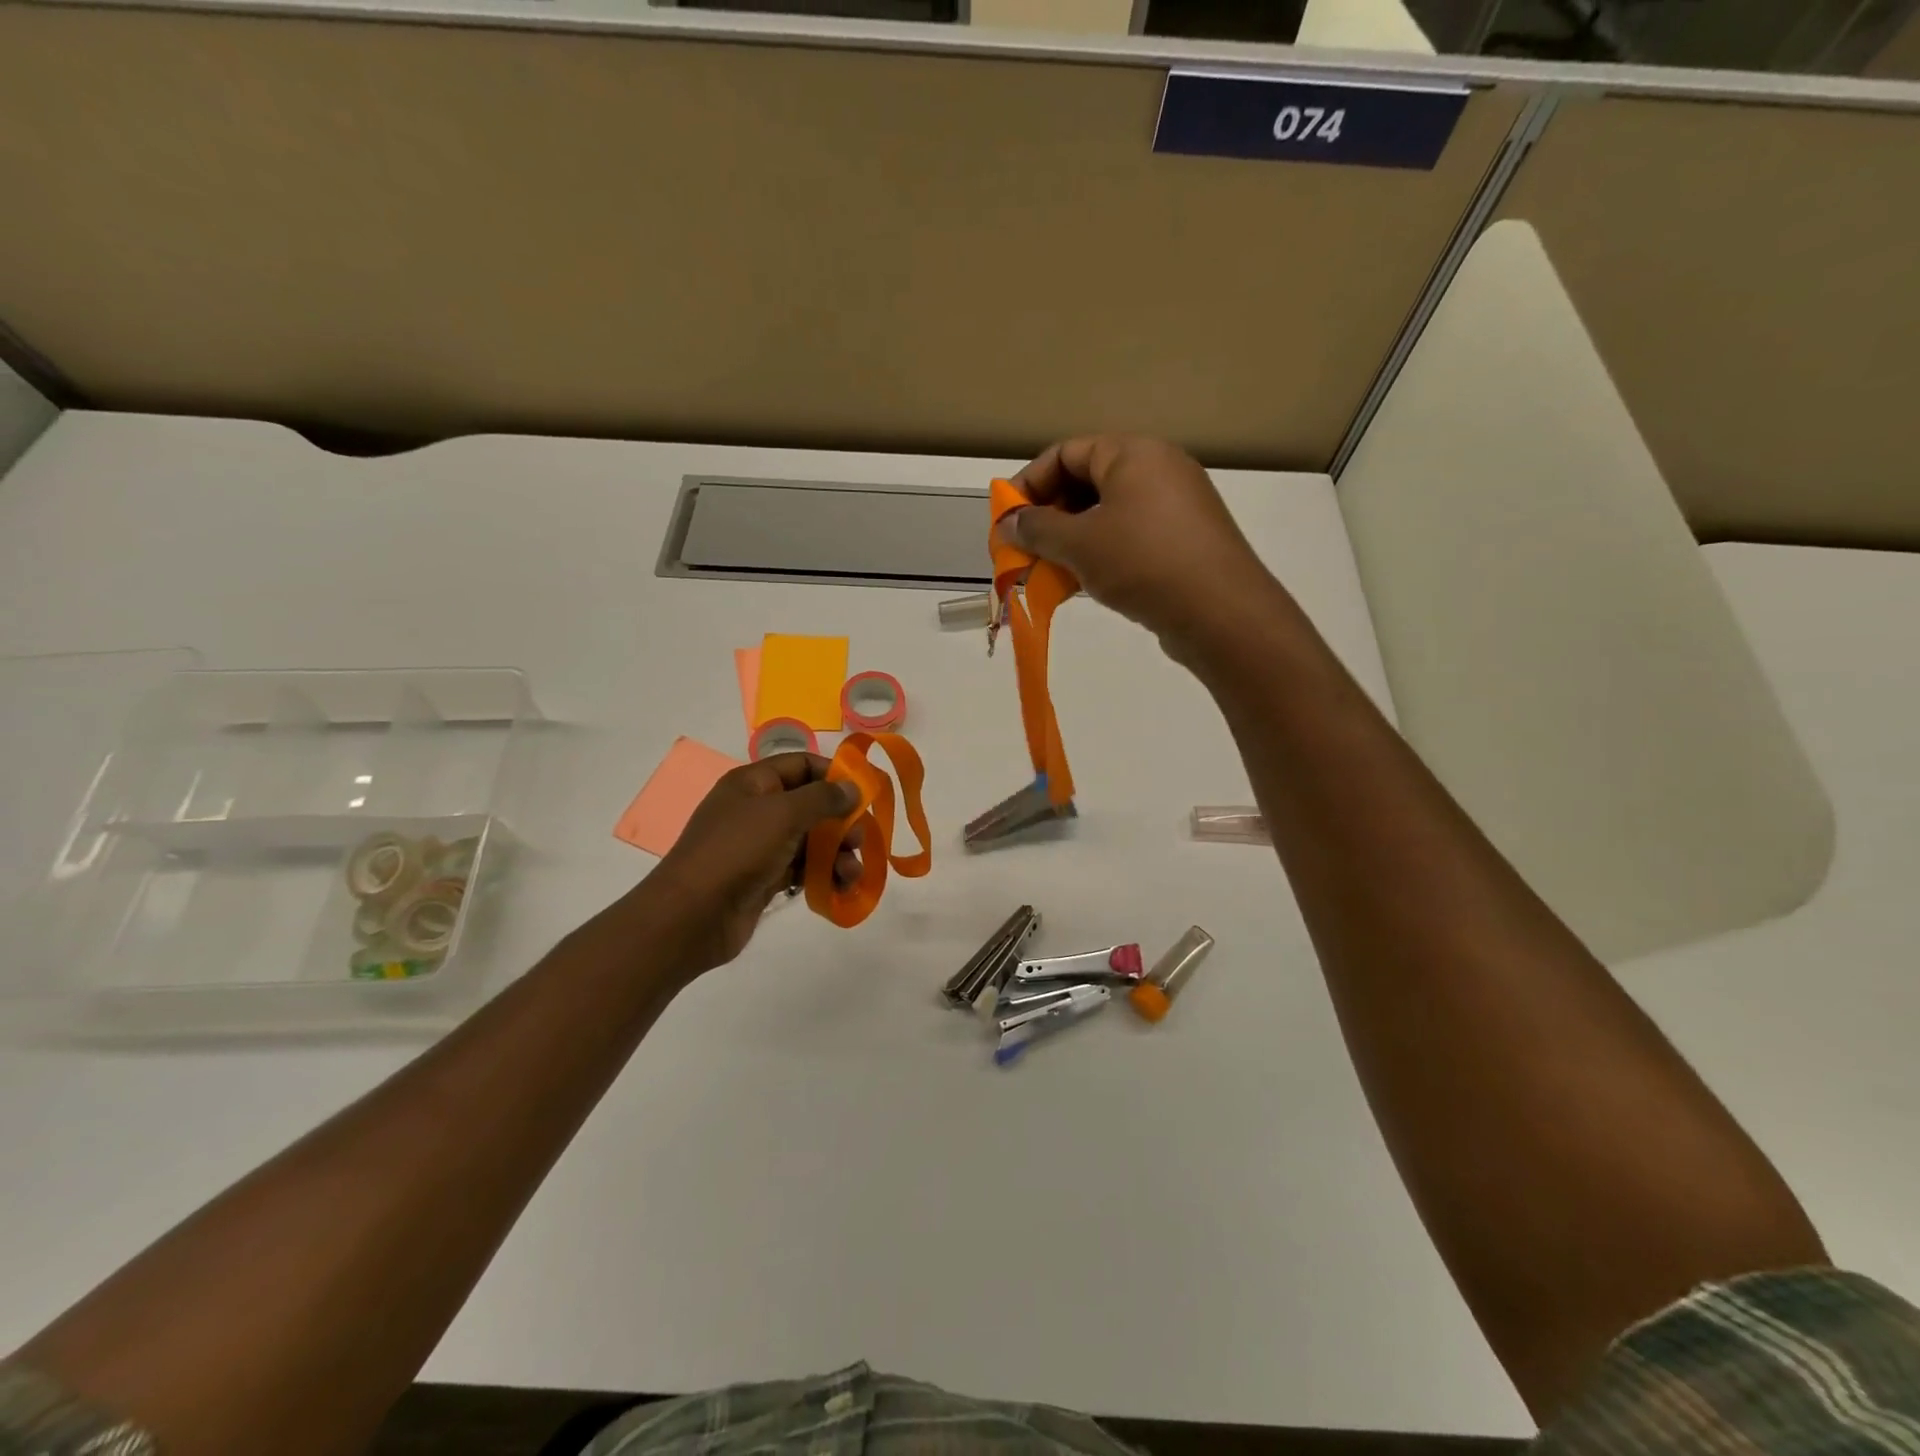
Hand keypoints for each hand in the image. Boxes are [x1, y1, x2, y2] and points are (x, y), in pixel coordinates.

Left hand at [646, 754, 863, 974]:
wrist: (691, 916)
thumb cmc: (736, 852)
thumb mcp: (782, 814)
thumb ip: (823, 798)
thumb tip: (854, 789)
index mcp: (753, 783)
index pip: (802, 765)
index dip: (834, 775)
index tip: (864, 794)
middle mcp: (757, 809)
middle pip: (812, 805)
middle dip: (841, 822)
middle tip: (861, 842)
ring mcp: (760, 846)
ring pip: (811, 841)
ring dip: (837, 855)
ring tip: (851, 874)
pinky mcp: (764, 878)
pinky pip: (802, 869)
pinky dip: (823, 876)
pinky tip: (839, 889)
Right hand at [999, 436, 1277, 655]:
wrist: (1220, 612)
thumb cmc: (1143, 563)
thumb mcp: (1079, 544)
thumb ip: (1037, 529)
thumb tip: (1008, 523)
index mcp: (1133, 453)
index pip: (1066, 453)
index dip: (1029, 483)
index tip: (1007, 520)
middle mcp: (1158, 470)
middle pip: (1087, 482)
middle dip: (1049, 517)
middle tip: (1025, 551)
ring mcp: (1176, 506)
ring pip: (1107, 514)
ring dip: (1072, 541)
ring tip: (1049, 573)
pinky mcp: (1185, 541)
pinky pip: (1130, 537)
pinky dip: (1100, 554)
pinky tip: (1083, 585)